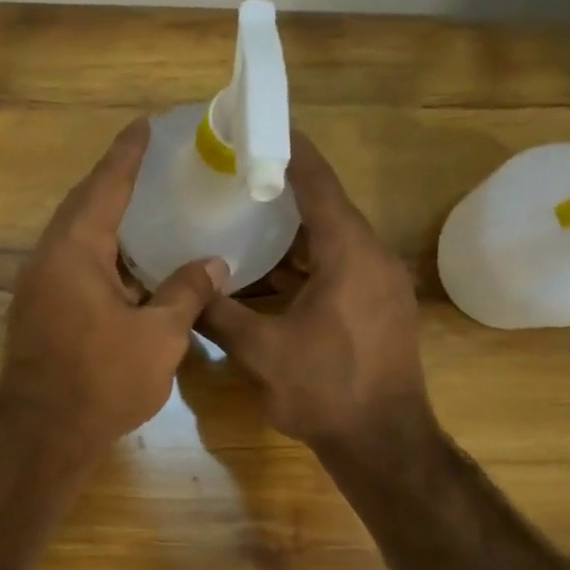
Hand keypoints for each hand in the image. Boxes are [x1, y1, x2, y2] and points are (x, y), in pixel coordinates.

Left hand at [0, 120, 227, 461]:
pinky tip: (130, 267)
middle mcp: (49, 259)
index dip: (127, 155)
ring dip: (108, 223)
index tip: (144, 125)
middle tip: (148, 162)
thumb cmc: (102, 379)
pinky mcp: (39, 312)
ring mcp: (38, 287)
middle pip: (84, 207)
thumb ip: (187, 292)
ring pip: (76, 240)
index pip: (104, 187)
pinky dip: (103, 257)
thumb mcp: (159, 336)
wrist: (43, 435)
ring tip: (144, 208)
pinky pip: (73, 267)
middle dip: (115, 183)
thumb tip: (214, 264)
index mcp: (75, 251)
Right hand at [199, 134, 430, 452]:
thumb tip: (185, 290)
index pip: (319, 183)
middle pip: (327, 207)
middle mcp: (373, 257)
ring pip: (334, 241)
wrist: (384, 443)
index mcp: (350, 254)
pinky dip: (307, 261)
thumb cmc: (326, 390)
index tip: (259, 126)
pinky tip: (271, 271)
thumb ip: (219, 315)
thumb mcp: (261, 352)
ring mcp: (381, 284)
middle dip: (284, 190)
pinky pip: (340, 266)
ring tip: (247, 218)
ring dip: (294, 231)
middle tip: (238, 176)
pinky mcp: (379, 307)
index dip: (290, 151)